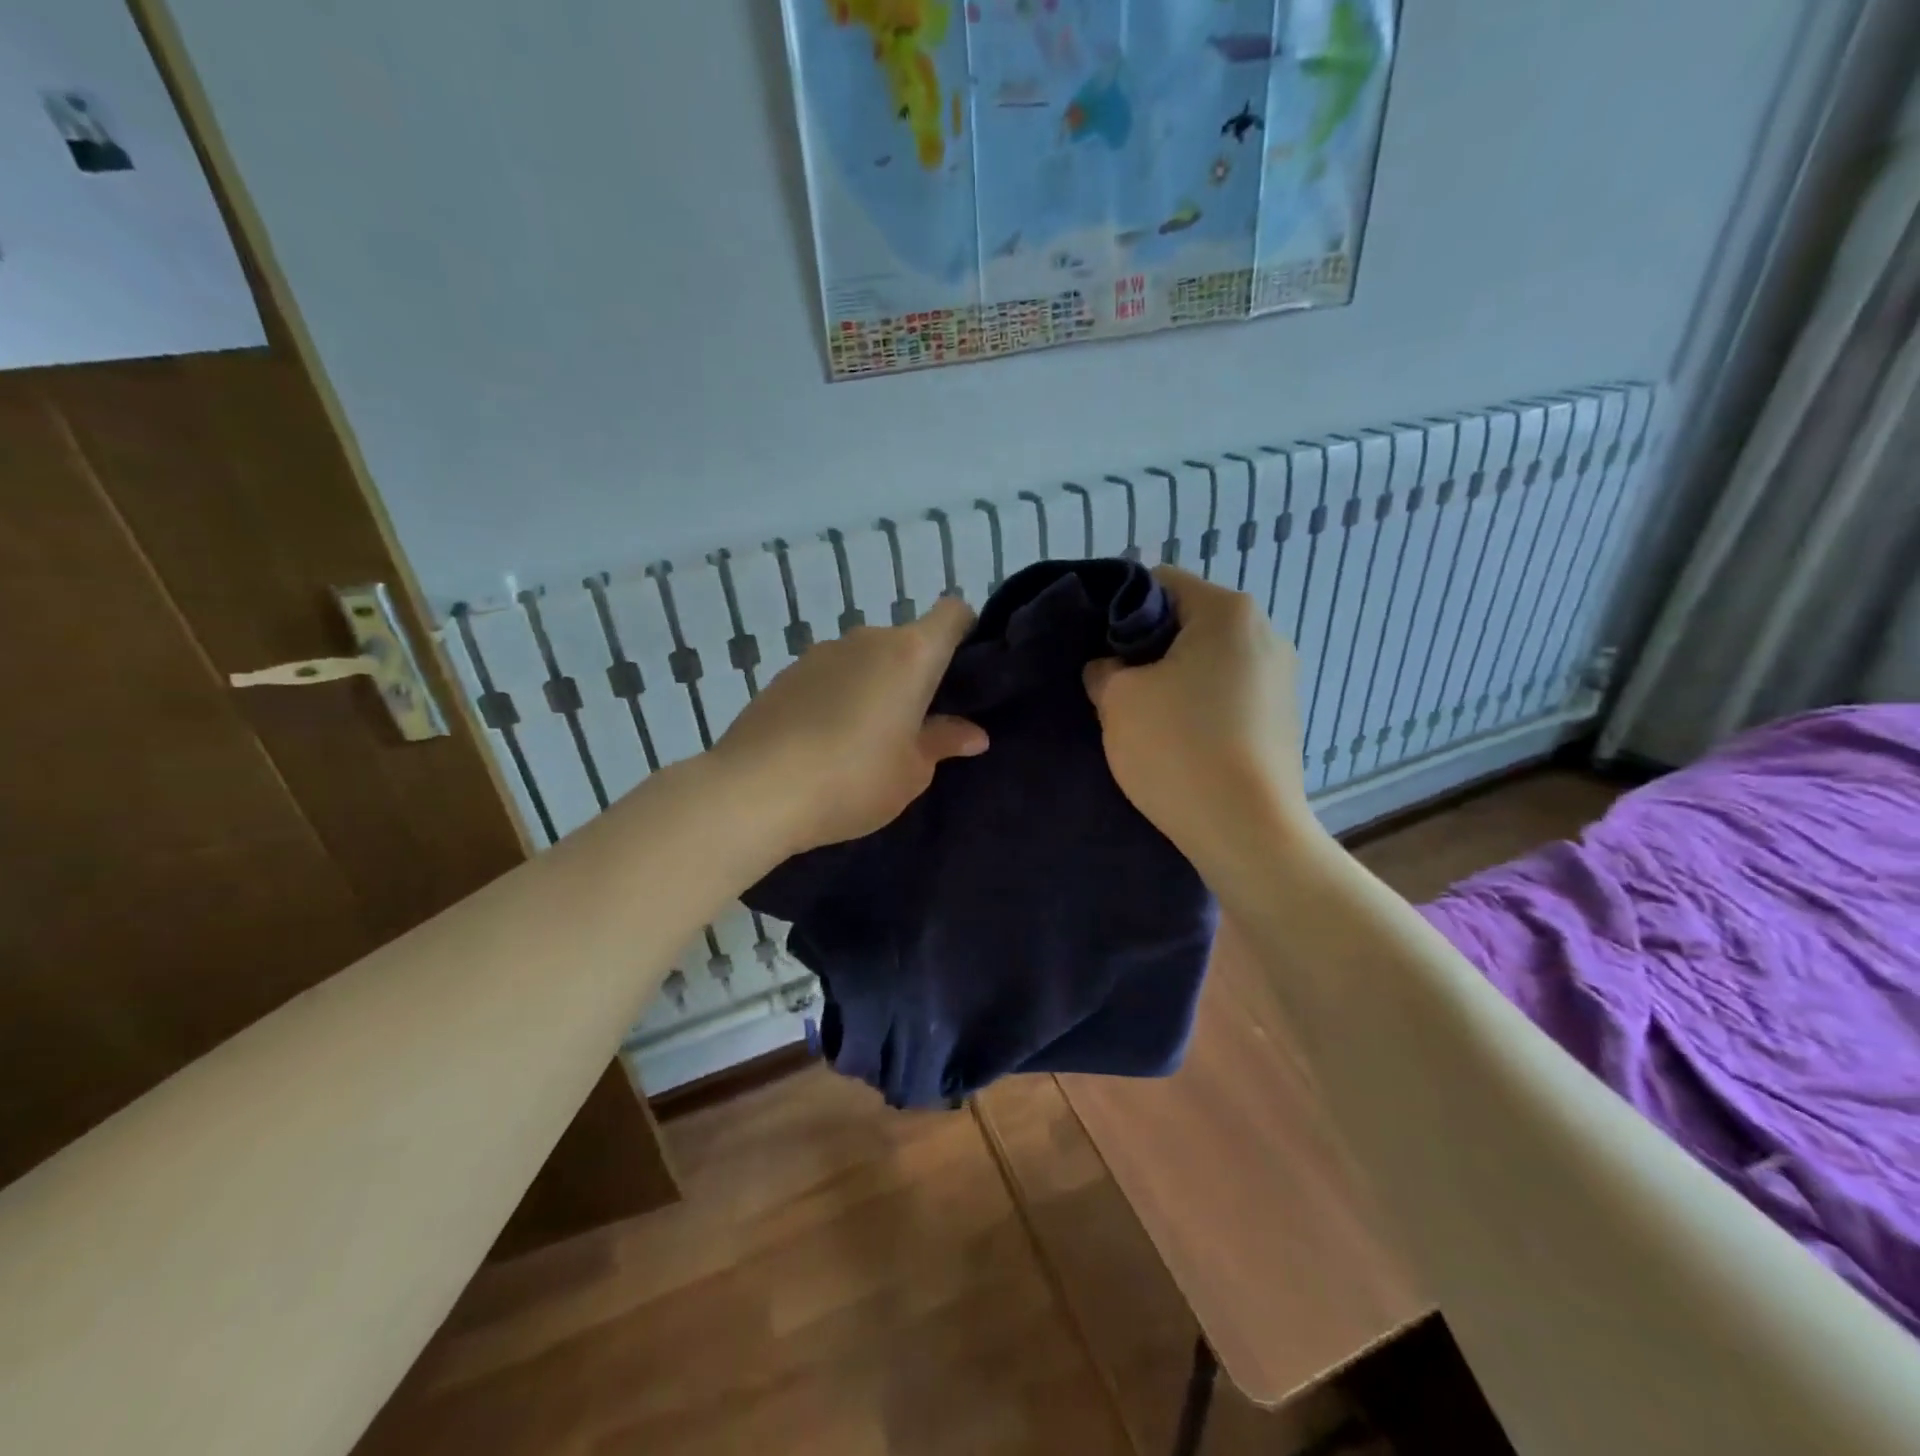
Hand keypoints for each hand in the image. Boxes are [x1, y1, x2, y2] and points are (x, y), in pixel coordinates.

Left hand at [712, 596, 987, 856]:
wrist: (755, 792)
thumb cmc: (854, 779)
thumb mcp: (912, 771)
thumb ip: (943, 742)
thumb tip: (973, 734)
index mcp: (910, 655)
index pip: (953, 612)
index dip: (965, 631)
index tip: (962, 672)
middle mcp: (866, 640)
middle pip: (906, 640)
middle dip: (917, 673)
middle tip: (916, 725)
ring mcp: (820, 653)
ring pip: (864, 659)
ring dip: (874, 686)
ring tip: (864, 739)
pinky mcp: (785, 674)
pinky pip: (829, 676)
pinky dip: (837, 696)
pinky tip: (823, 741)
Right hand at [1083, 566, 1321, 881]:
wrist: (1246, 832)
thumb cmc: (1178, 748)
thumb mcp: (1118, 698)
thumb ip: (1104, 667)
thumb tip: (1110, 667)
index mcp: (1228, 612)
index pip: (1158, 582)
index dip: (1116, 609)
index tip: (1095, 648)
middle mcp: (1265, 633)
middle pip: (1186, 622)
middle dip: (1145, 648)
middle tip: (1113, 686)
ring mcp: (1280, 679)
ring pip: (1207, 661)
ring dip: (1171, 680)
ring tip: (1144, 720)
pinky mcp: (1282, 719)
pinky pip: (1228, 694)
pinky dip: (1199, 706)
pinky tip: (1179, 742)